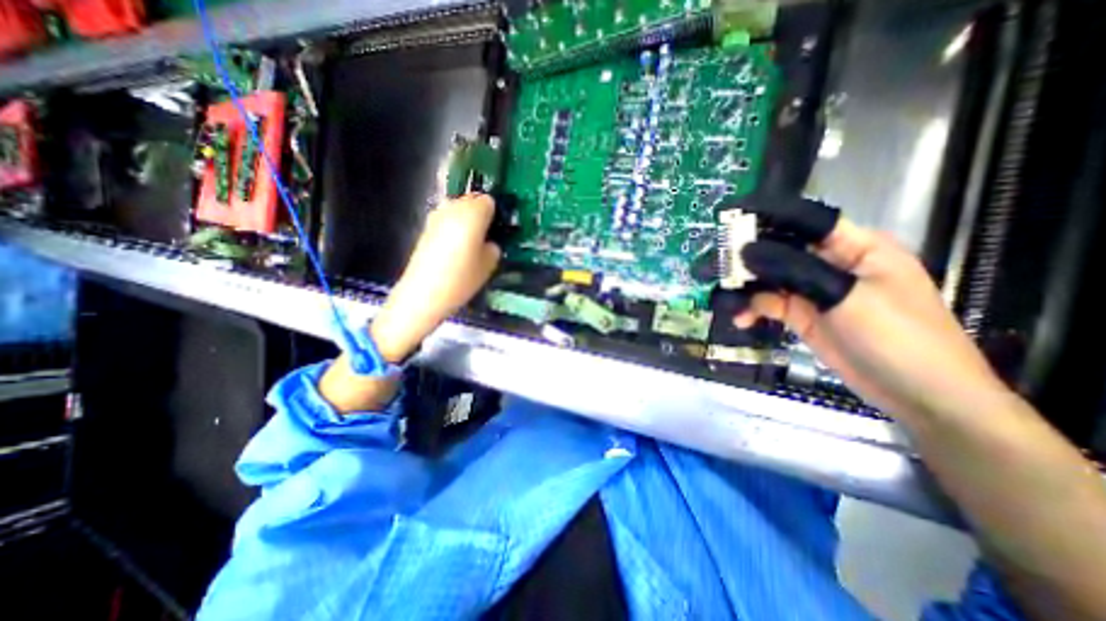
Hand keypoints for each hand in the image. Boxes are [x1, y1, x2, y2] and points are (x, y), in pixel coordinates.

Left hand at [371, 192, 501, 362]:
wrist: (423, 294)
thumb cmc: (461, 279)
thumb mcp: (489, 265)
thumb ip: (493, 247)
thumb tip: (489, 242)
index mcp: (472, 214)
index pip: (489, 201)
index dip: (495, 214)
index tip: (498, 230)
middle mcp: (452, 208)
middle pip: (471, 200)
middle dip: (481, 214)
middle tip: (487, 236)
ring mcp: (436, 217)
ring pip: (457, 209)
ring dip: (466, 220)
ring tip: (470, 243)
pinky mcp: (425, 228)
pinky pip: (446, 220)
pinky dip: (453, 228)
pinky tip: (454, 249)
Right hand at [737, 200, 1008, 421]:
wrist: (917, 395)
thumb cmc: (898, 336)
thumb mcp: (847, 296)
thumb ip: (796, 271)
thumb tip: (748, 251)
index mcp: (856, 248)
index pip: (808, 222)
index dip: (772, 216)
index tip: (734, 216)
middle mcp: (830, 264)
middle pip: (782, 250)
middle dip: (748, 256)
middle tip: (716, 263)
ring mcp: (813, 292)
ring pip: (769, 279)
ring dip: (746, 287)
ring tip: (723, 295)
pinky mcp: (801, 316)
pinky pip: (768, 305)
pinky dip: (752, 309)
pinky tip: (741, 319)